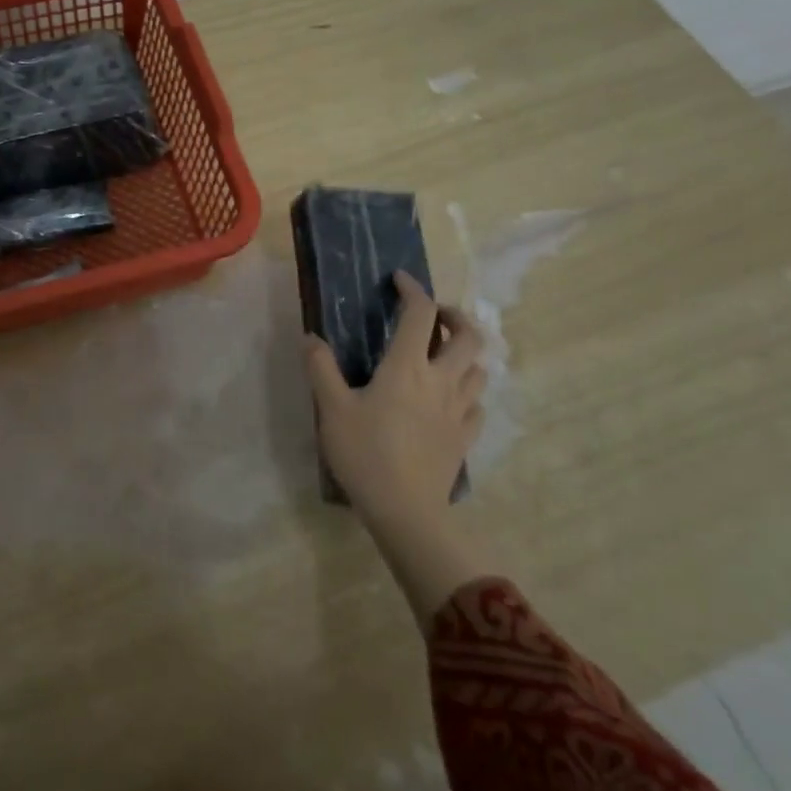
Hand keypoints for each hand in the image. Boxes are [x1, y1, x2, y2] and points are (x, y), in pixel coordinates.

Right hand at [305, 271, 485, 540]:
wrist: (405, 511)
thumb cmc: (366, 453)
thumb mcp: (331, 408)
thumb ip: (321, 368)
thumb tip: (311, 337)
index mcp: (407, 367)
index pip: (420, 314)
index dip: (412, 289)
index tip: (399, 280)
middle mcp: (440, 381)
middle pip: (468, 336)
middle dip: (455, 316)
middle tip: (434, 317)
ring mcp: (458, 410)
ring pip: (479, 369)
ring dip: (465, 353)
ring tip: (444, 355)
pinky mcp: (464, 437)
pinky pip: (477, 404)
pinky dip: (468, 391)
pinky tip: (452, 398)